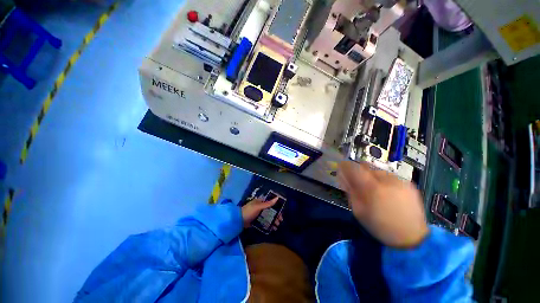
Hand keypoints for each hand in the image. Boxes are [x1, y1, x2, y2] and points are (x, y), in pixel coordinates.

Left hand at [241, 197, 282, 229]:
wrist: (239, 221)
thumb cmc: (249, 211)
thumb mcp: (258, 206)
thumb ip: (268, 203)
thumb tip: (277, 197)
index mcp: (261, 202)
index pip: (271, 203)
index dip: (277, 207)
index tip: (281, 212)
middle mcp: (260, 207)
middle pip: (270, 211)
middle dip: (276, 215)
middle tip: (280, 221)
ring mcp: (258, 214)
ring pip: (268, 217)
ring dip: (273, 221)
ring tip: (277, 226)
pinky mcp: (257, 221)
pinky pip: (265, 222)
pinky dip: (269, 224)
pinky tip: (272, 228)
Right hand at [338, 161, 428, 247]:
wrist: (412, 238)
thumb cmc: (380, 226)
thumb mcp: (358, 211)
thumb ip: (350, 191)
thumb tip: (343, 176)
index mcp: (372, 188)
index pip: (354, 168)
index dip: (345, 166)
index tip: (341, 167)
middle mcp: (386, 180)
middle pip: (366, 166)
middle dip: (358, 171)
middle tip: (357, 181)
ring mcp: (400, 181)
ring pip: (378, 170)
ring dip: (371, 176)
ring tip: (373, 188)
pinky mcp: (409, 184)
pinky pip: (390, 176)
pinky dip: (383, 180)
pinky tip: (386, 192)